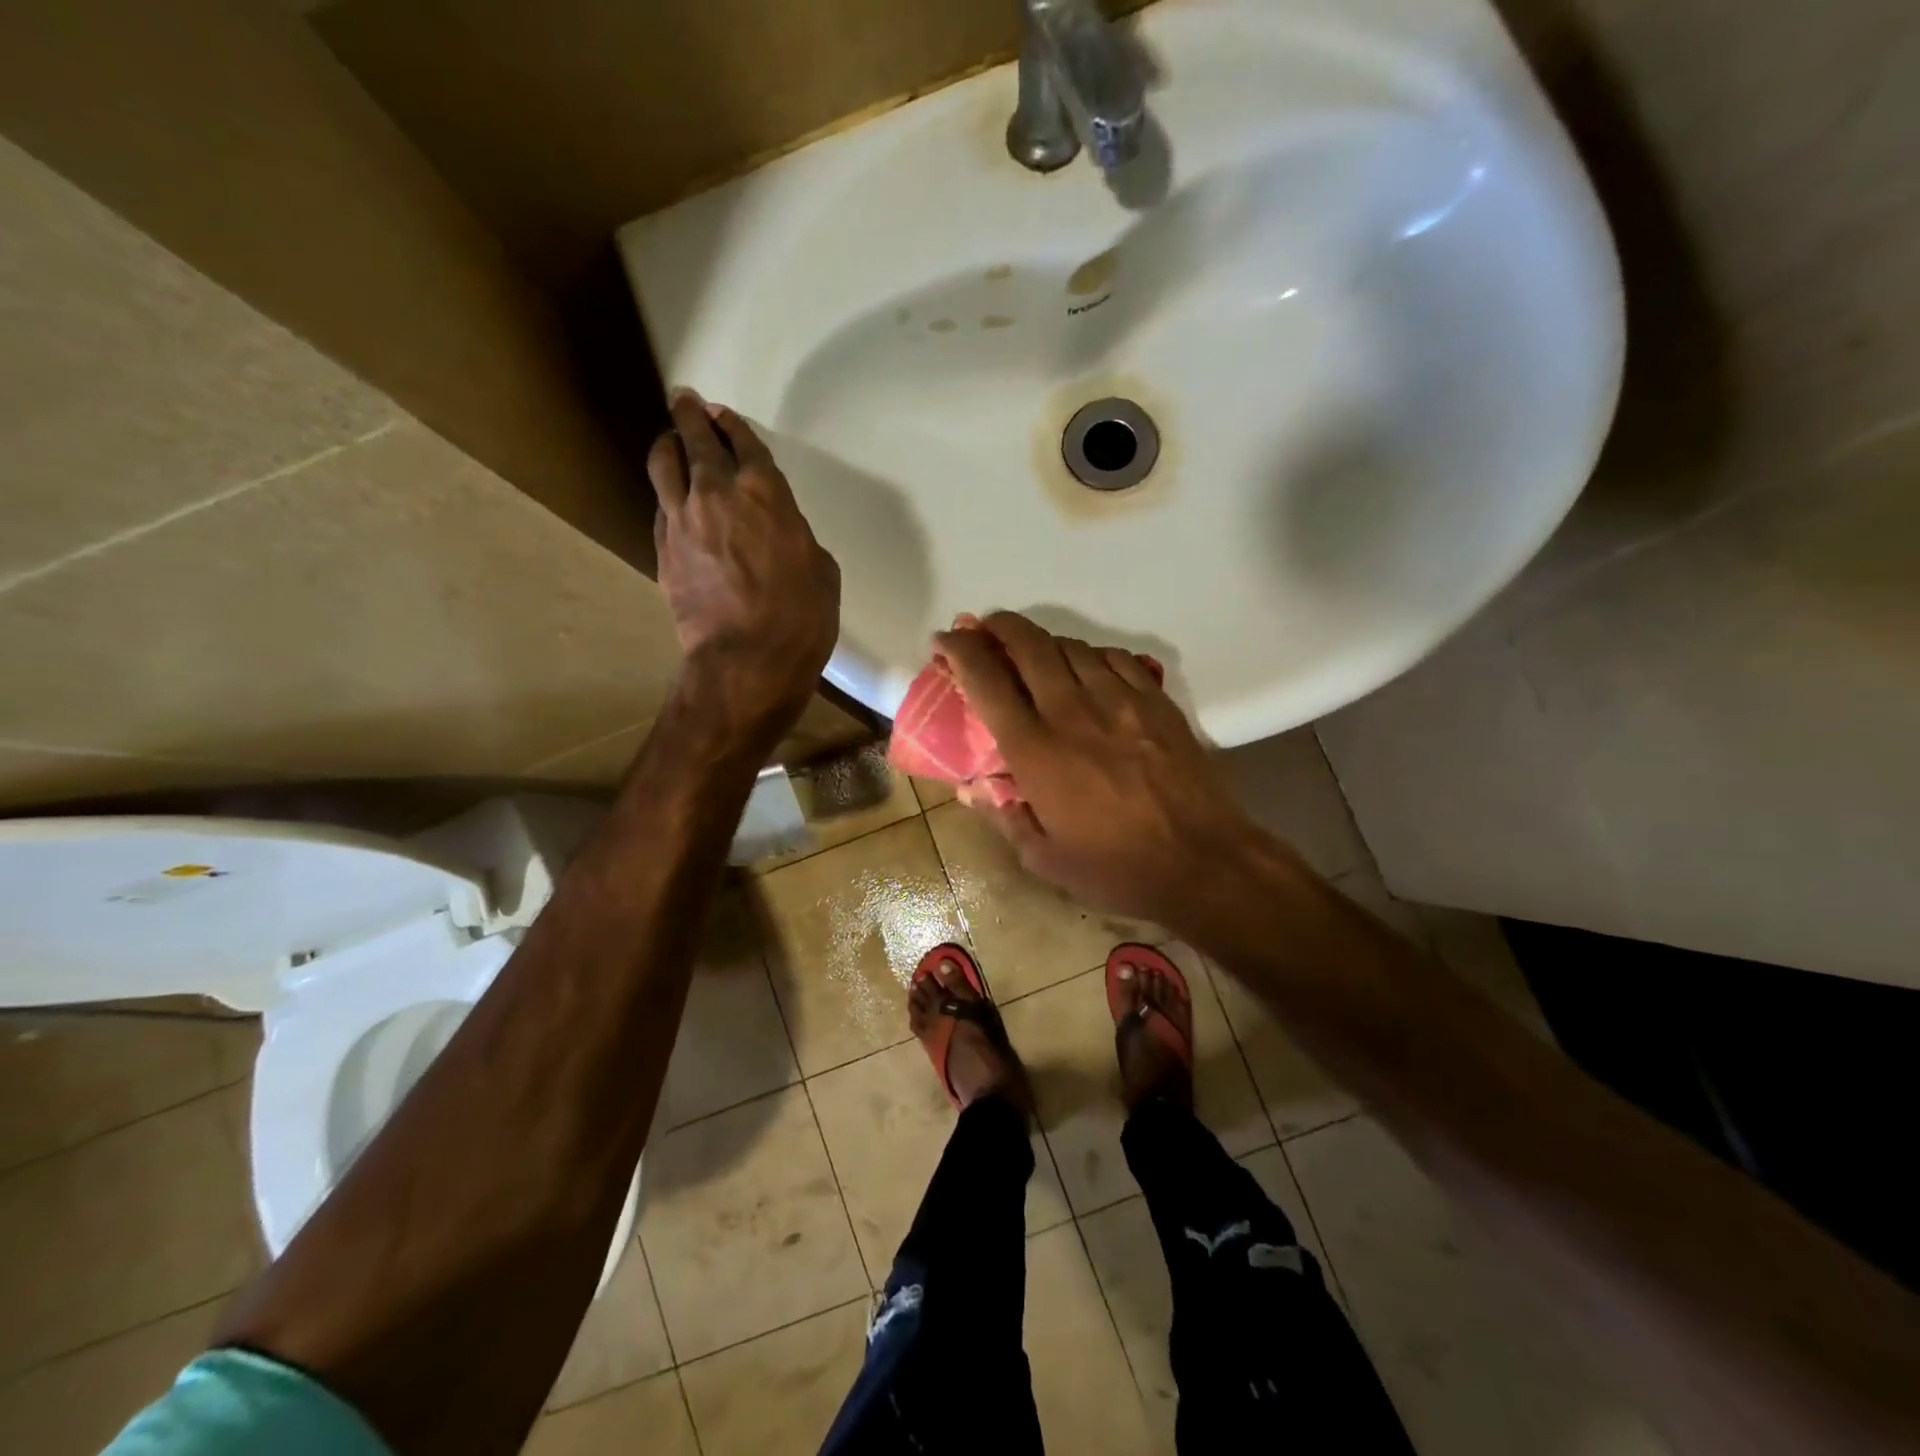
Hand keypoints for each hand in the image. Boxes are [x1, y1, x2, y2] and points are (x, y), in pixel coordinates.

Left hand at [649, 389, 840, 735]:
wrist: (748, 660)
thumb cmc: (801, 617)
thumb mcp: (821, 571)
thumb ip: (796, 537)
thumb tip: (780, 535)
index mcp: (766, 492)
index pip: (743, 442)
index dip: (732, 424)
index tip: (721, 414)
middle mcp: (717, 492)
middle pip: (695, 438)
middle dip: (689, 414)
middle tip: (685, 401)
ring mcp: (682, 518)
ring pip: (664, 462)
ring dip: (667, 444)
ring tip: (670, 441)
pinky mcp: (662, 549)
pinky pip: (660, 505)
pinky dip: (667, 493)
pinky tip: (672, 498)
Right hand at [933, 611, 1274, 930]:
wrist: (1203, 861)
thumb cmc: (1116, 869)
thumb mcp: (1044, 859)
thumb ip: (1004, 817)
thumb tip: (972, 790)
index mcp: (1036, 750)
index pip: (987, 681)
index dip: (960, 651)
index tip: (945, 640)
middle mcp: (1072, 712)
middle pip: (1030, 646)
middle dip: (999, 627)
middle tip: (984, 629)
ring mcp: (1119, 700)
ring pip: (1072, 647)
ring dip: (1044, 642)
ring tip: (1034, 653)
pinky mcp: (1155, 701)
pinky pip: (1115, 658)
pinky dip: (1090, 654)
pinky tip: (1088, 668)